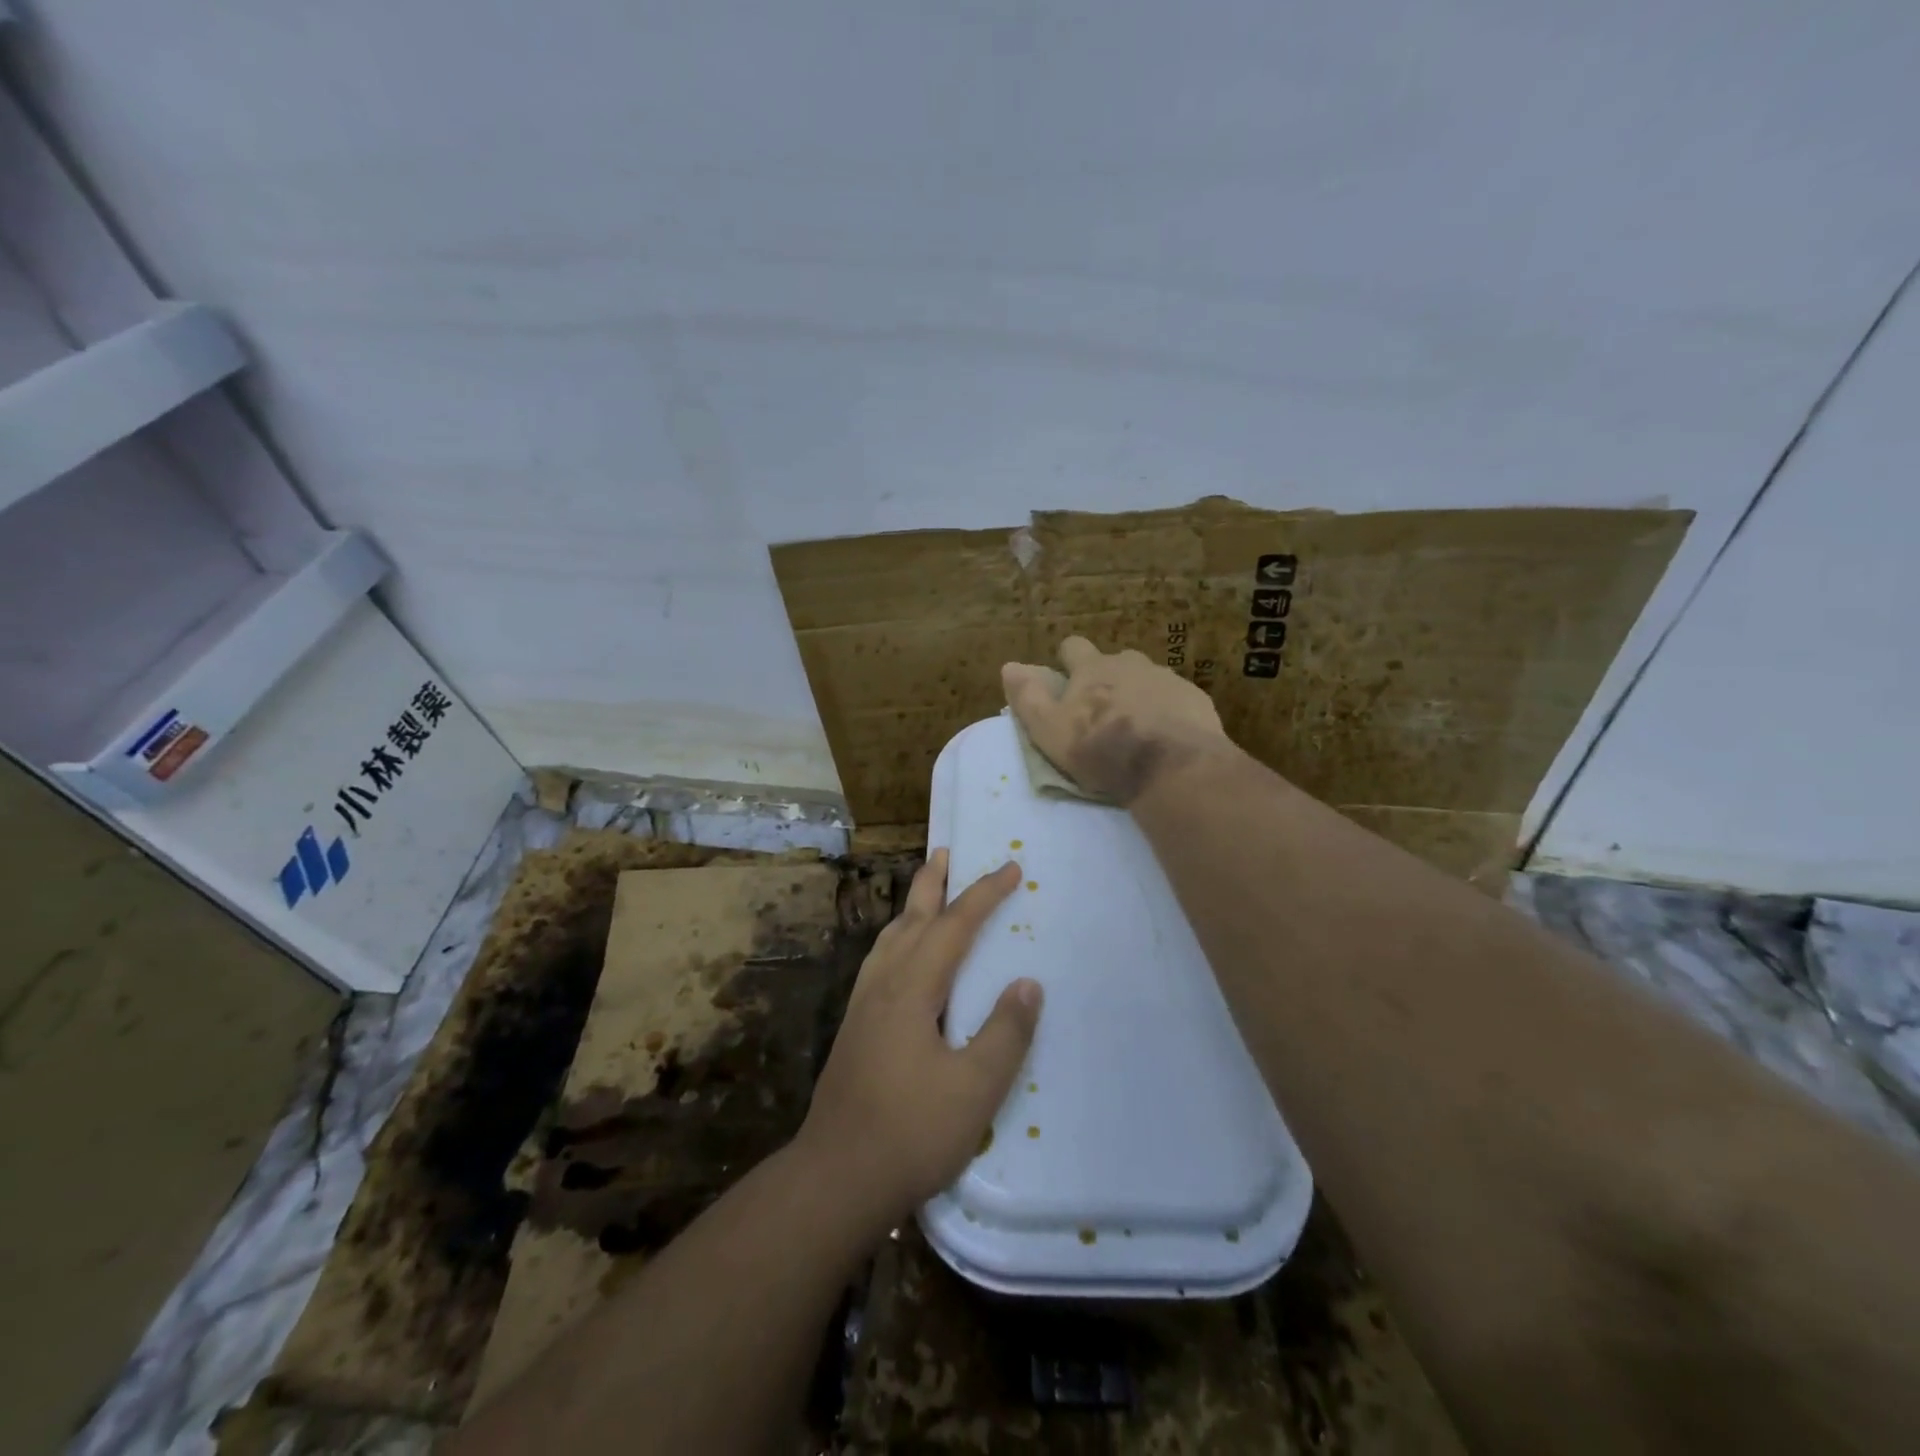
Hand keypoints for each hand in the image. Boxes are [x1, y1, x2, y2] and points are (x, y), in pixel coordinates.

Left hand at [794, 851, 1042, 1232]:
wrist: (835, 1177)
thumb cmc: (910, 1132)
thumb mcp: (974, 1088)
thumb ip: (1006, 1032)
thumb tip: (1027, 983)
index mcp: (912, 988)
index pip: (954, 926)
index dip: (984, 894)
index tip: (1010, 869)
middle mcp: (883, 983)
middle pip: (911, 917)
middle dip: (933, 882)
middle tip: (946, 850)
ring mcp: (863, 1005)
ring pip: (890, 937)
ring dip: (912, 907)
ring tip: (926, 892)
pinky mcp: (855, 1027)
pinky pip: (880, 960)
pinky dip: (898, 937)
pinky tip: (901, 956)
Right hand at [1002, 636, 1231, 803]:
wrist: (1173, 767)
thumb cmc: (1102, 749)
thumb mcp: (1050, 730)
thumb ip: (1028, 698)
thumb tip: (1009, 666)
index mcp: (1093, 668)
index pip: (1073, 647)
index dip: (1067, 661)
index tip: (1066, 681)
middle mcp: (1131, 663)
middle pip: (1114, 660)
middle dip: (1107, 678)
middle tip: (1103, 712)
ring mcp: (1167, 678)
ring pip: (1147, 678)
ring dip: (1139, 694)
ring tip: (1137, 727)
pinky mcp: (1195, 699)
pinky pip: (1175, 699)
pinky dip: (1168, 711)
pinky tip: (1167, 737)